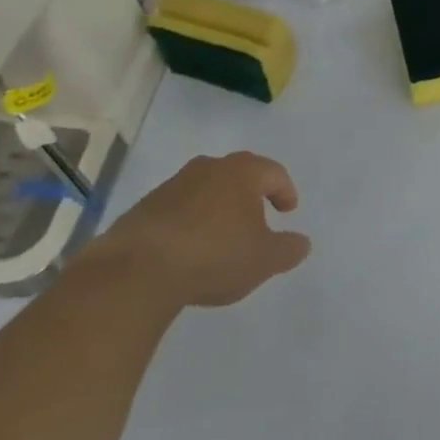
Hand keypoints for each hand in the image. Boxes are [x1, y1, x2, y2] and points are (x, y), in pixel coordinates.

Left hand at [89, 152, 310, 310]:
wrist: (137, 271)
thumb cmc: (214, 255)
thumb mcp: (264, 259)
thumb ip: (288, 249)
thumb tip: (302, 242)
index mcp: (242, 172)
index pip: (273, 173)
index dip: (285, 191)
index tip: (288, 211)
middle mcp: (208, 168)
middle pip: (238, 175)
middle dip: (250, 195)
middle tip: (258, 218)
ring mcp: (172, 186)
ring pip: (206, 191)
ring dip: (217, 209)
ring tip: (222, 238)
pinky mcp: (144, 208)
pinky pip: (179, 210)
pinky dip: (190, 223)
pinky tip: (189, 251)